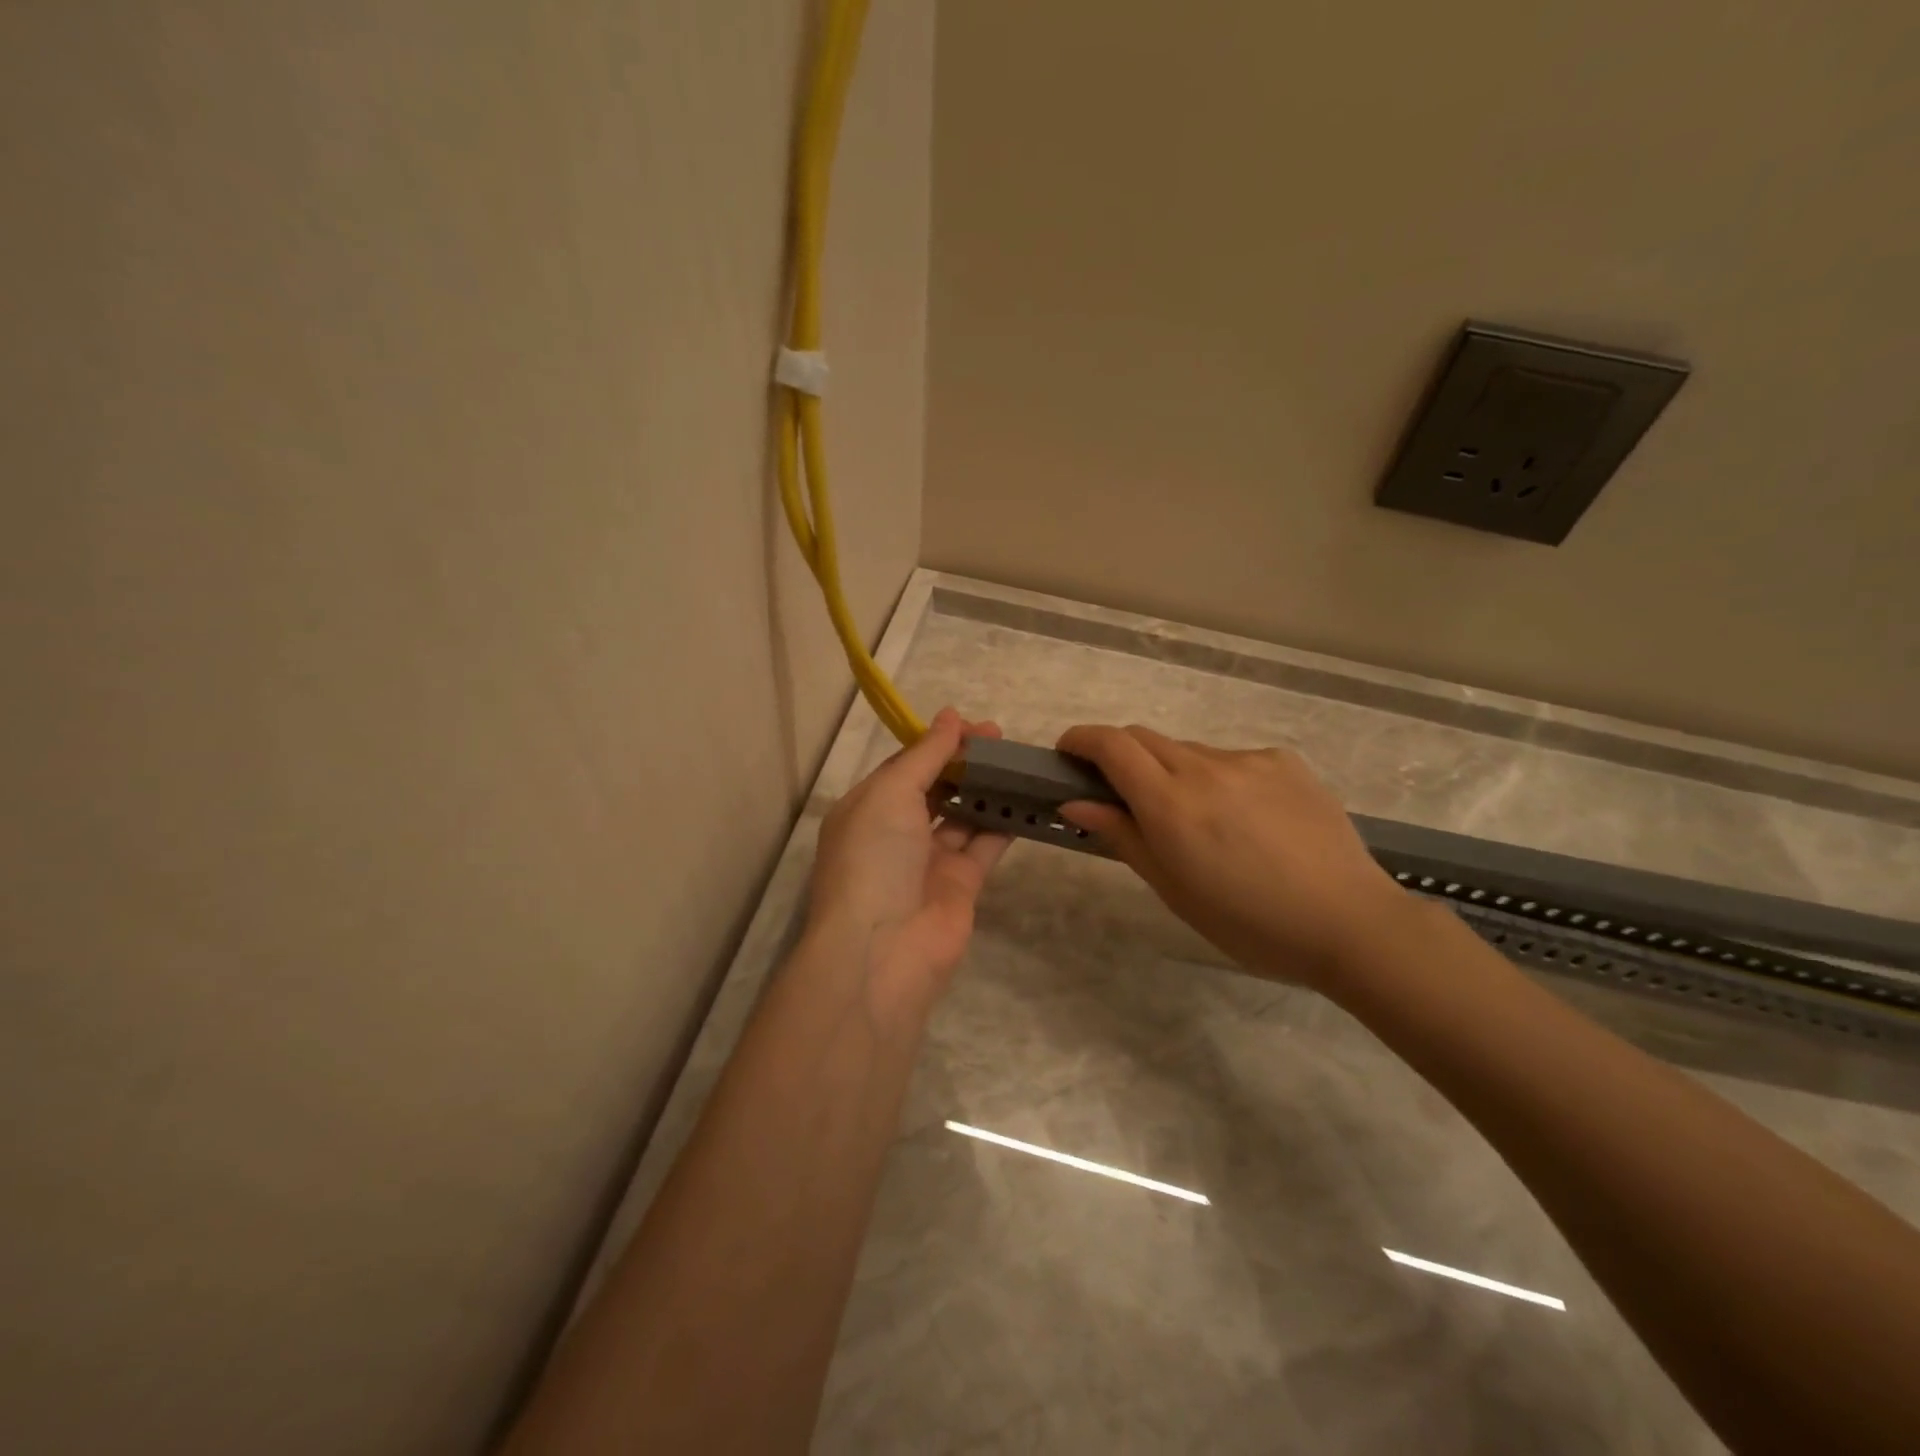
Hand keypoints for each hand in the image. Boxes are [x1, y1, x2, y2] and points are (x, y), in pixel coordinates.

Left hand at [805, 708, 1012, 1022]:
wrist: (884, 949)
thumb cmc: (874, 858)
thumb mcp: (890, 793)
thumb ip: (925, 755)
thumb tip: (950, 715)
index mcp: (868, 808)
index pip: (906, 766)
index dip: (938, 743)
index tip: (974, 726)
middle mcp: (896, 832)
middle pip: (936, 787)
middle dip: (965, 762)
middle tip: (1002, 740)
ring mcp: (929, 860)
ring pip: (963, 815)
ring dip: (987, 789)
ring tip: (1020, 762)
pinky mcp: (961, 884)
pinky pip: (986, 844)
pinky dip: (1005, 821)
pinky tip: (1028, 797)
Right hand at [1056, 725, 1414, 989]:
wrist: (1351, 923)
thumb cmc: (1249, 923)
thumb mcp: (1173, 888)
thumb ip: (1122, 835)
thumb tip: (1076, 801)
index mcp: (1171, 804)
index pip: (1111, 745)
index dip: (1081, 739)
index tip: (1067, 754)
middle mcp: (1206, 768)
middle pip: (1143, 738)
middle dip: (1120, 755)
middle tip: (1122, 794)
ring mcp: (1249, 760)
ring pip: (1189, 750)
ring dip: (1172, 771)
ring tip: (1197, 820)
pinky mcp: (1285, 761)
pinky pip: (1232, 759)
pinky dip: (1218, 778)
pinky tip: (1245, 819)